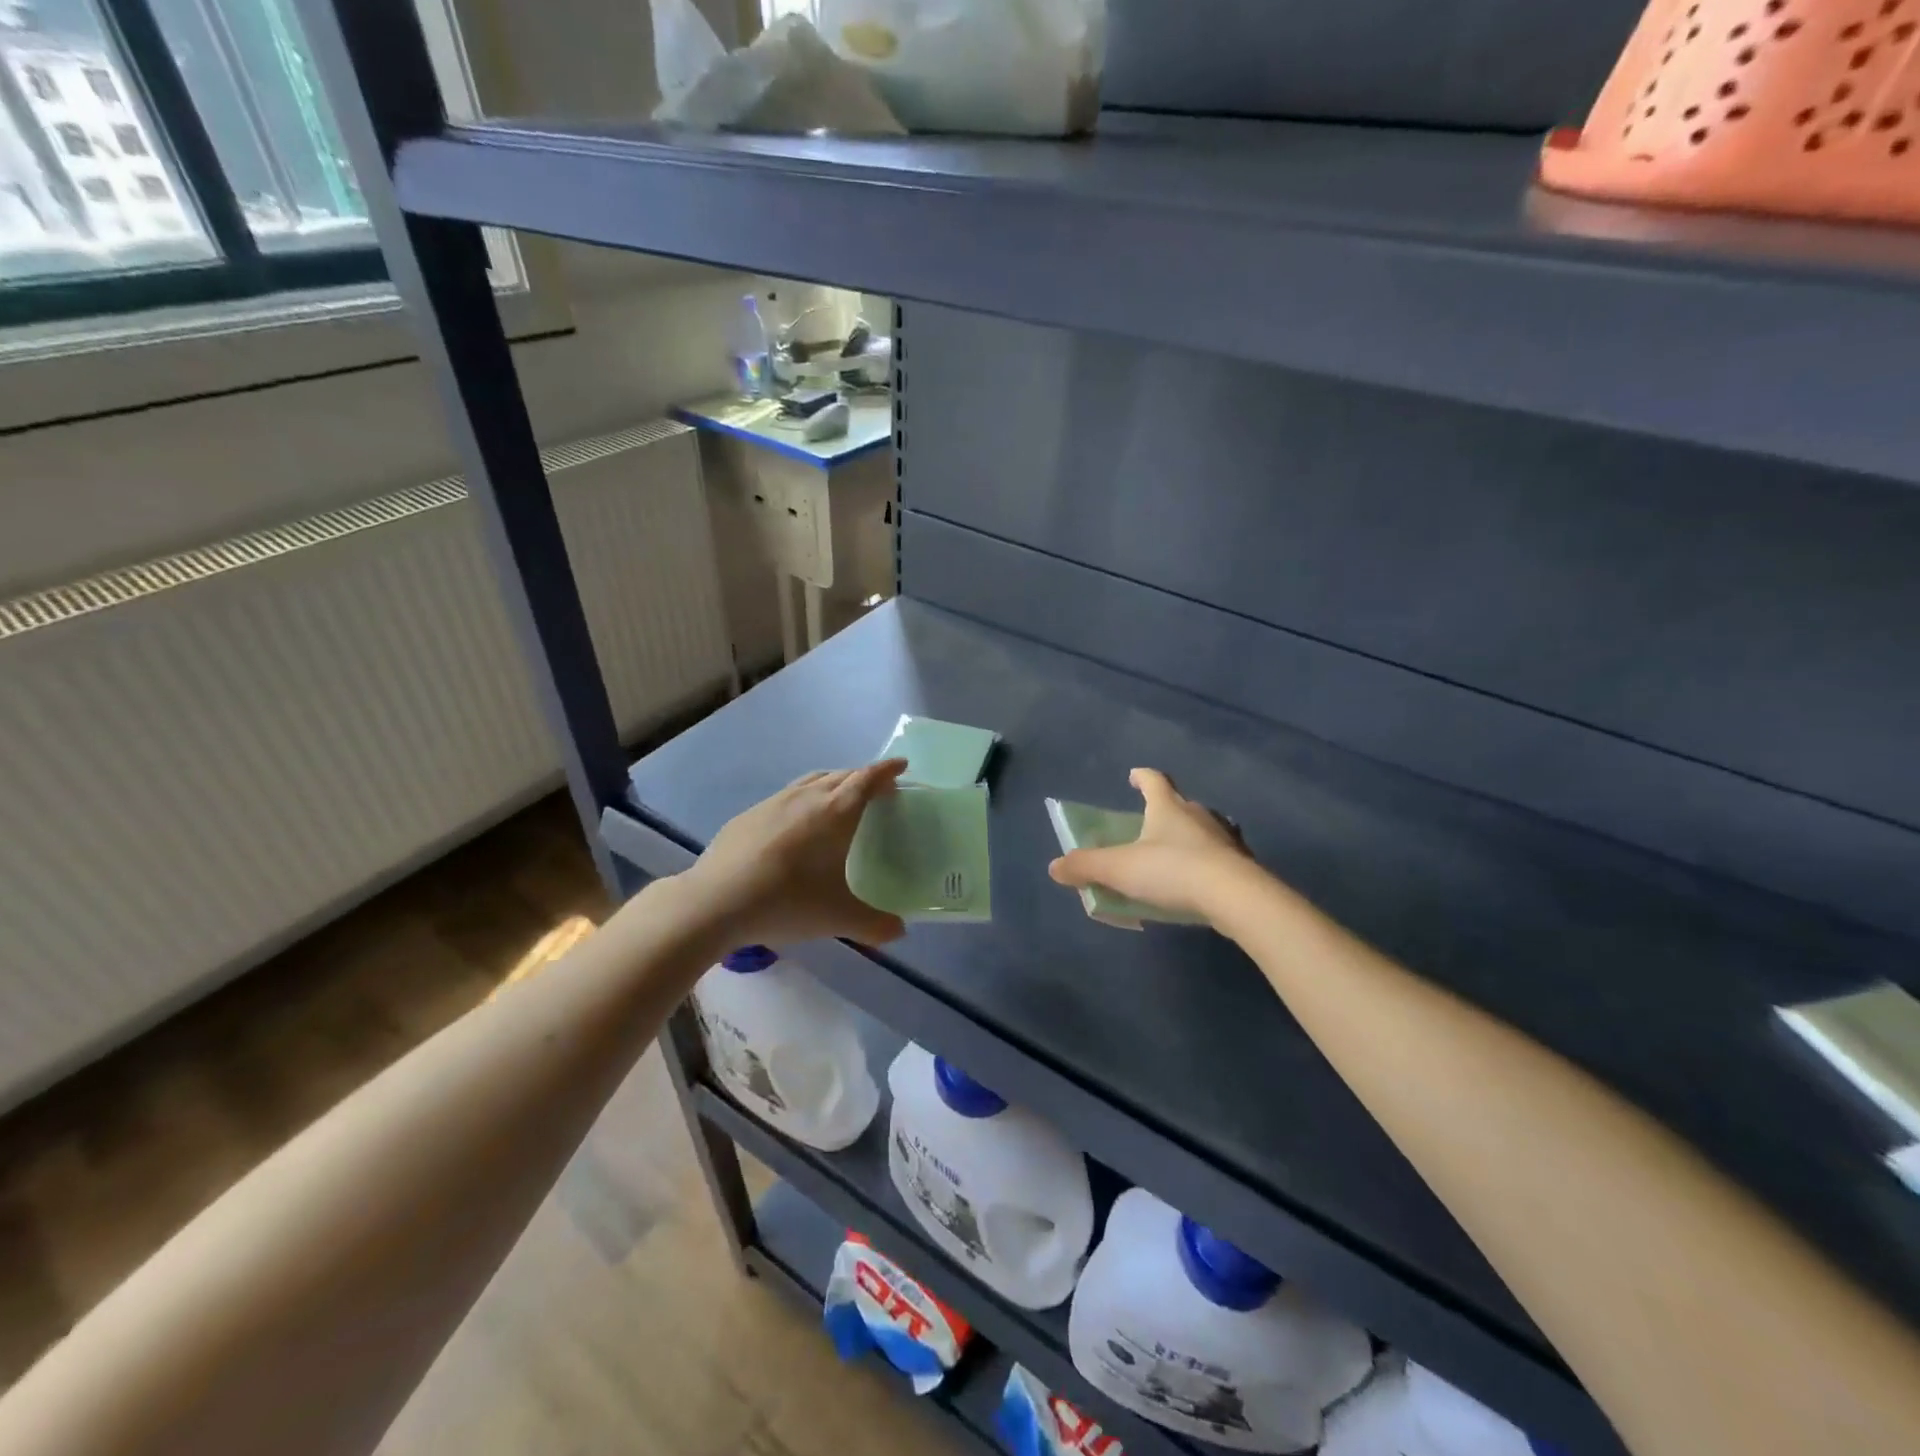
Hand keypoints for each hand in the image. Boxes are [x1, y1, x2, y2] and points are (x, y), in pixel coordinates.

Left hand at [681, 760, 909, 947]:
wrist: (714, 902)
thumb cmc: (786, 902)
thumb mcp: (837, 918)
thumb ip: (874, 924)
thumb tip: (899, 931)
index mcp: (835, 812)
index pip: (867, 779)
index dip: (886, 771)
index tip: (901, 766)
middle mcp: (807, 797)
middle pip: (841, 775)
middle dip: (863, 777)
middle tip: (877, 790)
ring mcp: (773, 803)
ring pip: (811, 781)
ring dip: (832, 783)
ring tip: (839, 800)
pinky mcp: (748, 815)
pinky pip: (786, 796)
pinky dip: (803, 799)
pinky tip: (796, 825)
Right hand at [1048, 768, 1251, 922]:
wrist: (1235, 896)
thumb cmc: (1171, 871)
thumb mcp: (1119, 869)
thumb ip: (1086, 866)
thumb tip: (1054, 867)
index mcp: (1167, 806)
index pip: (1153, 780)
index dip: (1141, 777)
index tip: (1133, 777)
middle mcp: (1198, 814)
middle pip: (1179, 803)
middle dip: (1164, 809)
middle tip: (1148, 822)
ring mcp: (1224, 837)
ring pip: (1202, 828)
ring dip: (1187, 836)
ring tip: (1174, 853)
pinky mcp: (1241, 863)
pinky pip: (1218, 856)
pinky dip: (1206, 862)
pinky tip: (1199, 880)